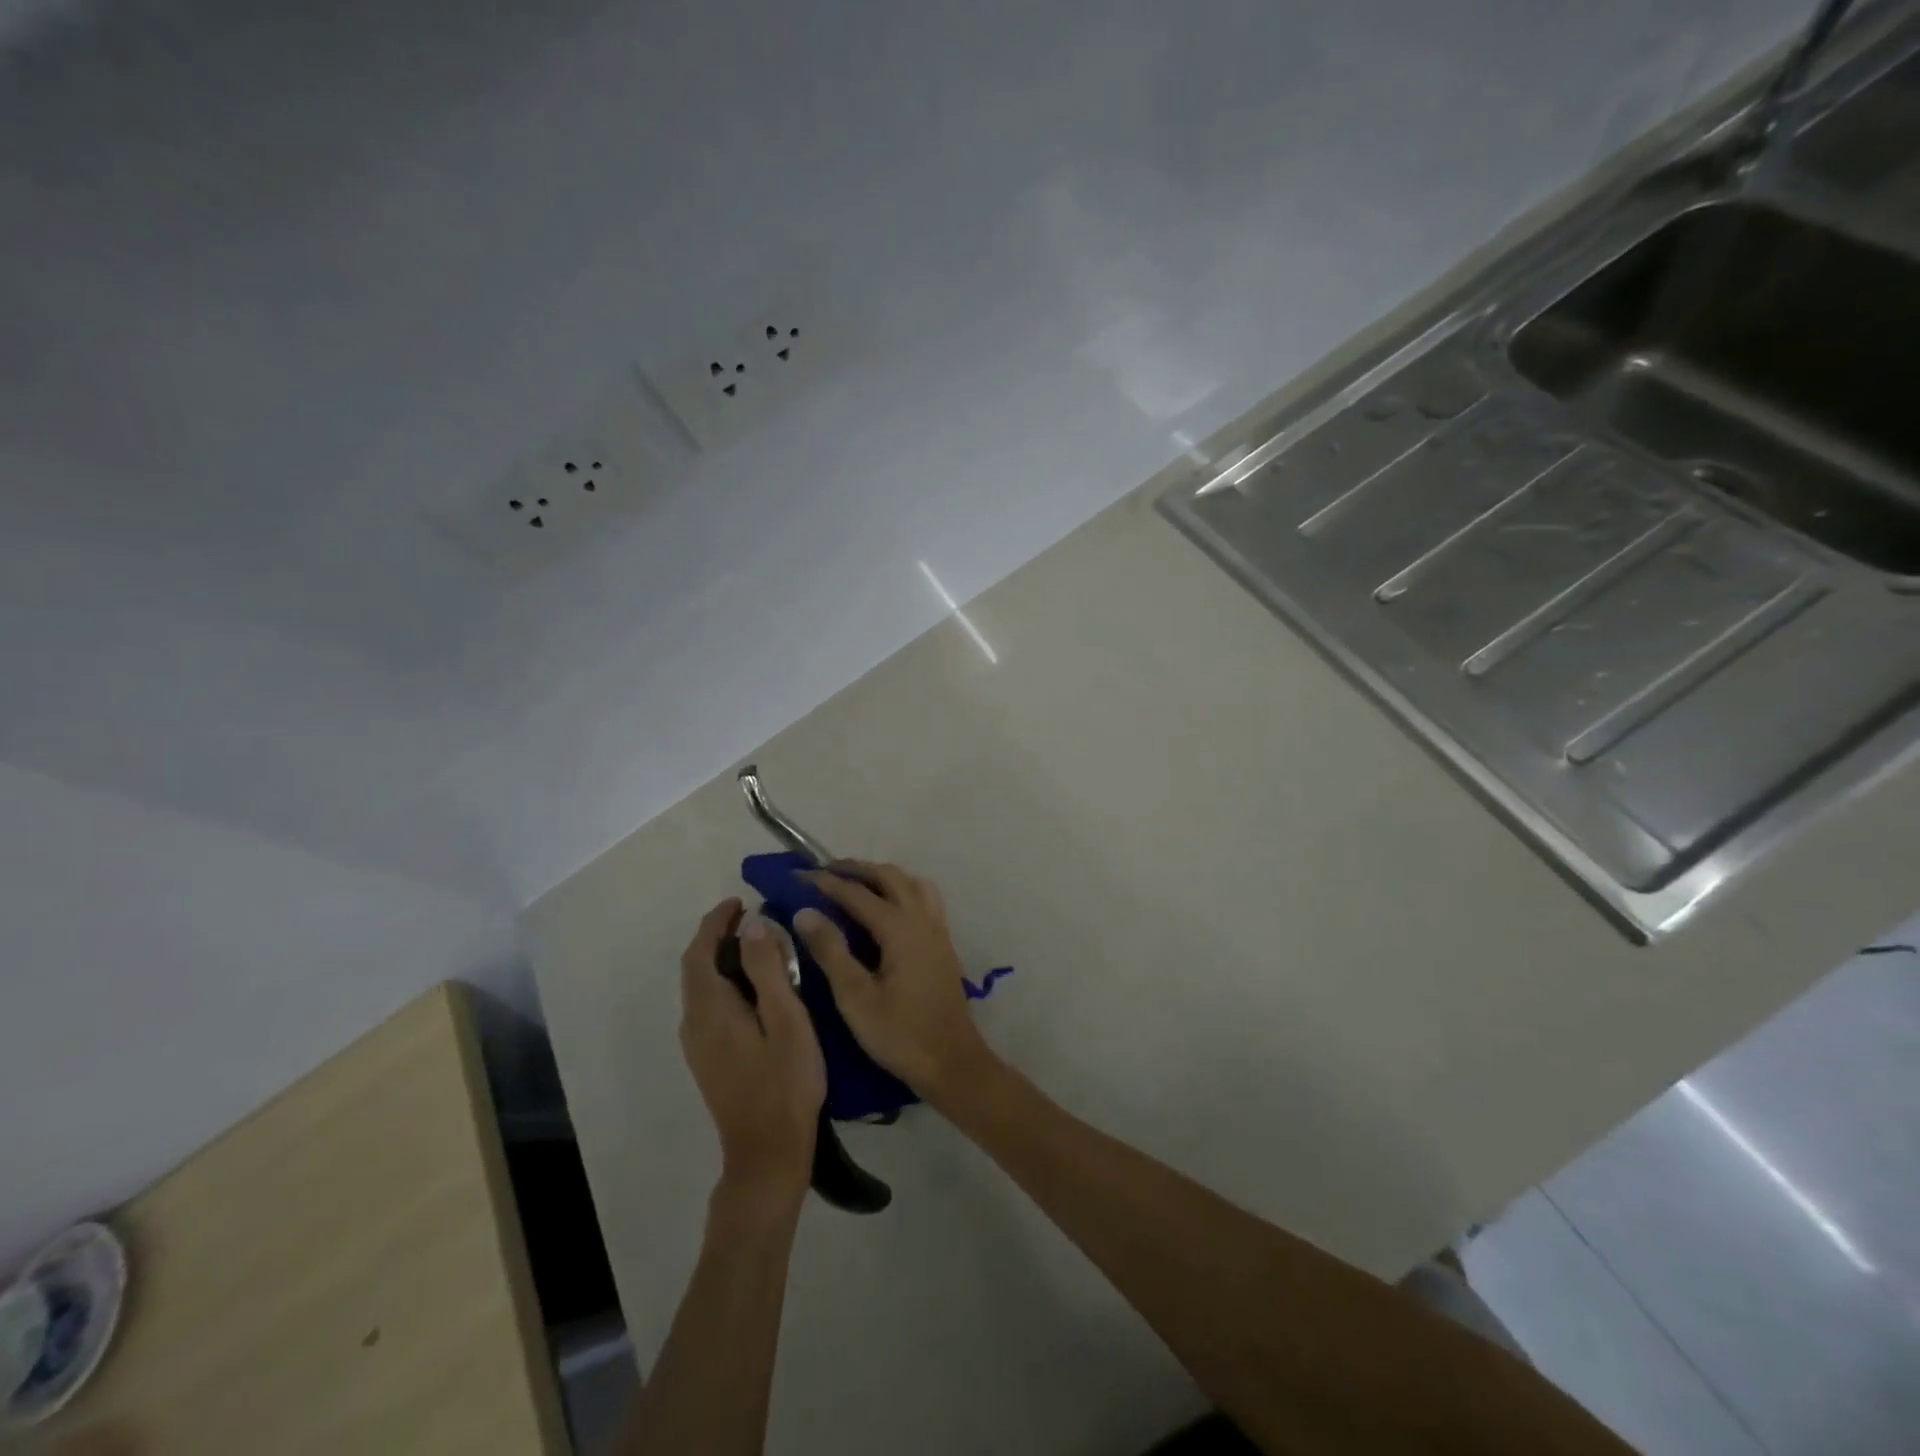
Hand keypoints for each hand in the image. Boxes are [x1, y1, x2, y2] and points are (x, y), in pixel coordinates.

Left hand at [679, 899, 825, 1205]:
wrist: (767, 1153)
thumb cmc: (785, 1082)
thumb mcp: (786, 1019)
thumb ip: (768, 969)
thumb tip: (753, 923)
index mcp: (711, 1009)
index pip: (701, 951)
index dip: (716, 922)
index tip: (739, 901)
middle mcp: (695, 1022)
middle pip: (696, 967)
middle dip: (716, 936)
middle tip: (752, 917)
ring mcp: (698, 1044)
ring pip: (701, 987)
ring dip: (720, 958)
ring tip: (757, 943)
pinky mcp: (708, 1059)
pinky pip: (708, 1004)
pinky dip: (724, 981)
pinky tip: (753, 986)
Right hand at [794, 861, 997, 1105]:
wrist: (952, 1062)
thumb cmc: (899, 1034)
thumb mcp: (855, 997)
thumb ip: (830, 950)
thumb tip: (805, 912)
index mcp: (900, 928)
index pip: (857, 893)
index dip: (826, 882)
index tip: (799, 876)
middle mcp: (922, 919)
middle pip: (889, 876)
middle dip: (857, 869)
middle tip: (826, 871)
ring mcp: (938, 929)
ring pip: (911, 883)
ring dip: (883, 876)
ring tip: (857, 883)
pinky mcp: (944, 943)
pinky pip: (923, 898)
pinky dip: (902, 889)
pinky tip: (888, 908)